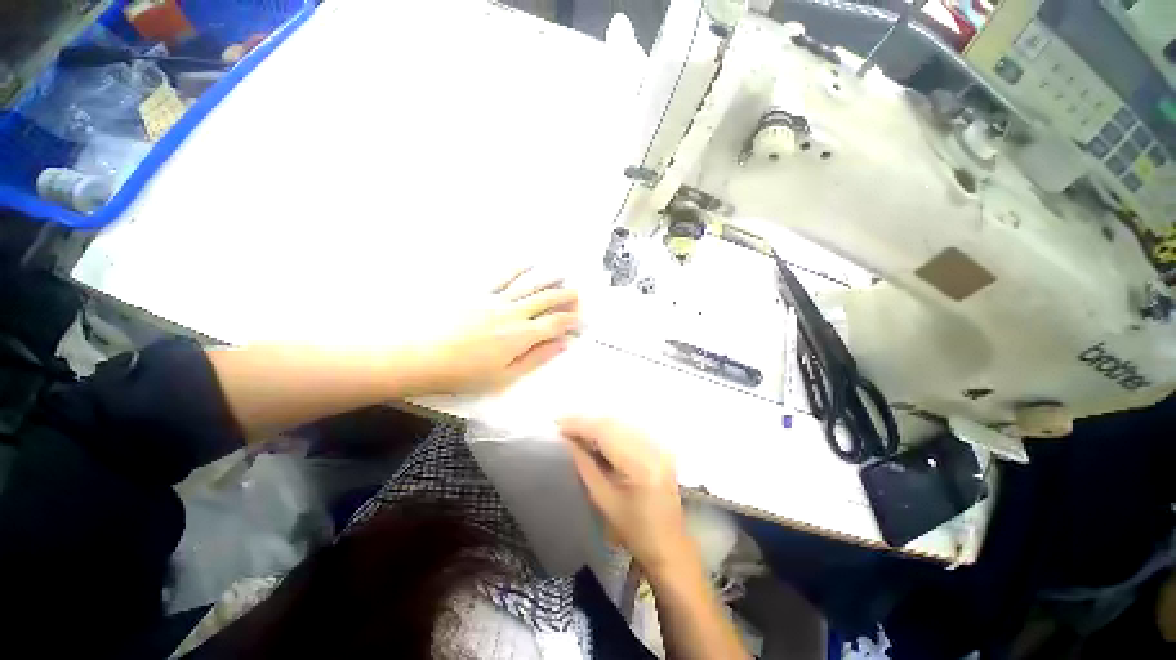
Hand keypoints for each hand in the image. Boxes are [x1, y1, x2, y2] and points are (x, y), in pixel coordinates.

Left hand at [403, 268, 578, 394]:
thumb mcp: (504, 376)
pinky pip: (502, 275)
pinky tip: (528, 262)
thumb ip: (536, 358)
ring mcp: (495, 299)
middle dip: (564, 295)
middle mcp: (513, 313)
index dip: (569, 319)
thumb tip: (562, 344)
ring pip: (528, 284)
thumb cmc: (463, 373)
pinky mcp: (477, 291)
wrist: (419, 355)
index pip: (554, 323)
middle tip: (577, 291)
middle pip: (545, 299)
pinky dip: (518, 268)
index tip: (579, 317)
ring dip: (547, 278)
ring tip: (561, 274)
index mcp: (520, 336)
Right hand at [559, 417, 693, 575]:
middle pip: (614, 423)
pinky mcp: (660, 448)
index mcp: (639, 465)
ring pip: (621, 423)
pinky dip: (611, 429)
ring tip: (576, 429)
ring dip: (597, 424)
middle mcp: (652, 448)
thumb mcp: (603, 499)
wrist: (669, 545)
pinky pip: (630, 430)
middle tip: (563, 425)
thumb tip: (568, 440)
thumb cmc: (633, 530)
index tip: (558, 424)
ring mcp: (659, 446)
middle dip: (586, 422)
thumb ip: (585, 465)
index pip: (605, 433)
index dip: (580, 425)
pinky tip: (596, 435)